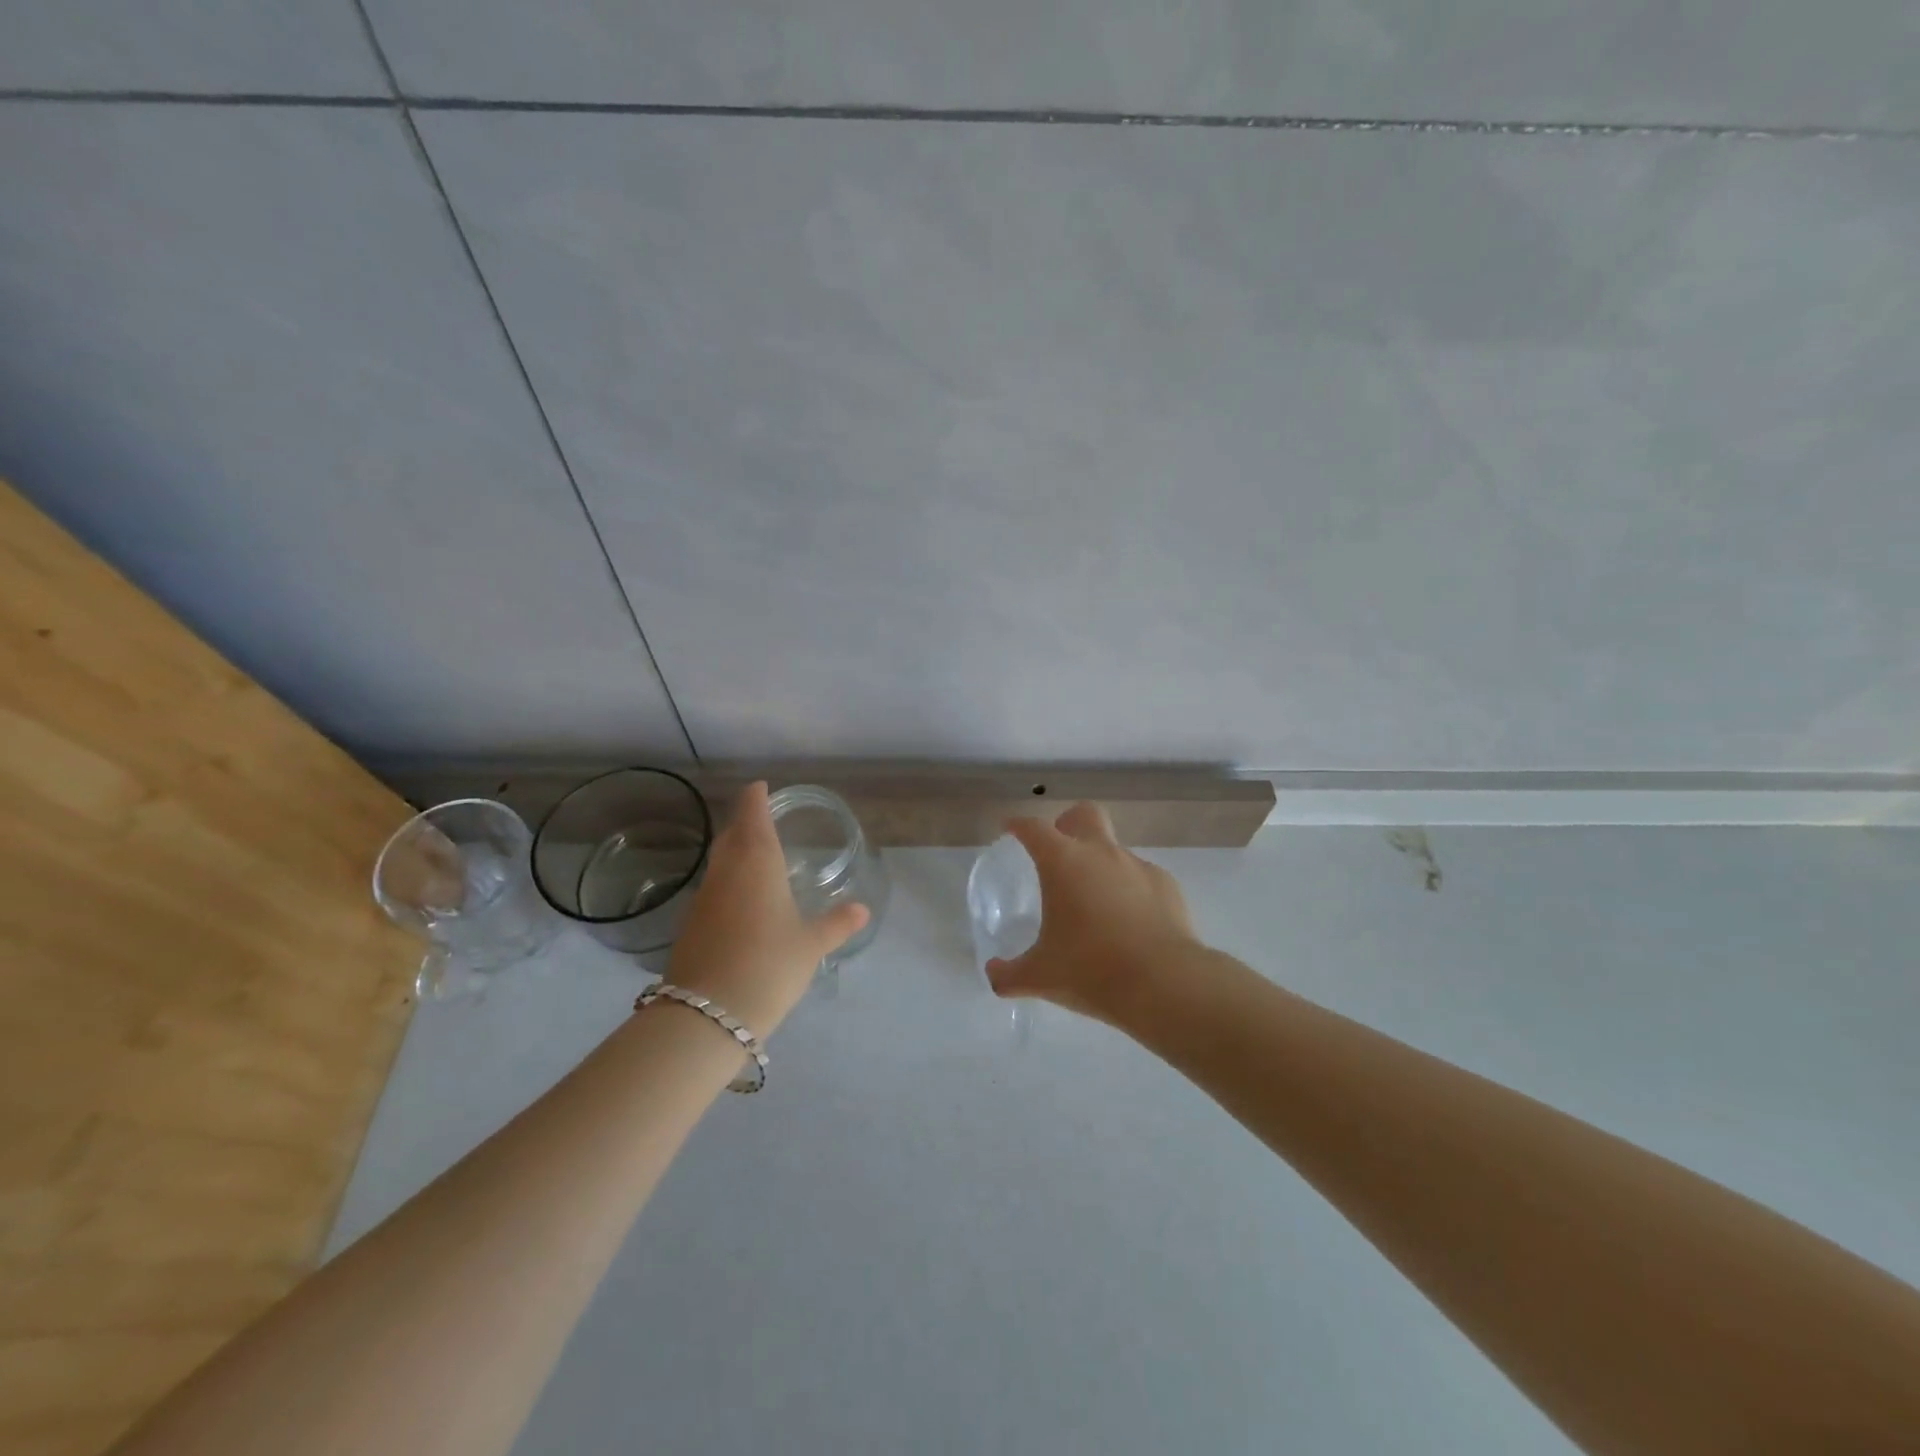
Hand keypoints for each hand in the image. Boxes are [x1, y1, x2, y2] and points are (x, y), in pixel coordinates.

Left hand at [664, 782, 869, 1034]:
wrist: (706, 1015)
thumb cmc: (768, 965)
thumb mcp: (811, 945)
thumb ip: (836, 924)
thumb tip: (862, 909)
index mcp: (757, 862)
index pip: (752, 815)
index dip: (755, 798)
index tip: (760, 787)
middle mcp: (726, 872)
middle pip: (731, 834)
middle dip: (745, 822)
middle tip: (762, 819)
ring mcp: (703, 898)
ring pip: (719, 862)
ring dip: (734, 852)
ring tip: (756, 858)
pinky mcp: (691, 925)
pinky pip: (713, 889)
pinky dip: (728, 882)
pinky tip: (741, 902)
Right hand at [987, 801, 1199, 1026]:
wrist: (1164, 984)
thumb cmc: (1090, 970)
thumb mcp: (1040, 977)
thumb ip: (1009, 974)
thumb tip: (993, 976)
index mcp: (1063, 862)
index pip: (1033, 828)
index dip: (1018, 825)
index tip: (1010, 828)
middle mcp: (1101, 853)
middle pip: (1084, 814)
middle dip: (1069, 824)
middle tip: (1059, 853)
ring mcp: (1138, 866)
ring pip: (1115, 849)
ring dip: (1101, 865)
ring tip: (1096, 905)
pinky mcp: (1167, 885)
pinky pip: (1142, 878)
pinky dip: (1132, 891)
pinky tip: (1131, 923)